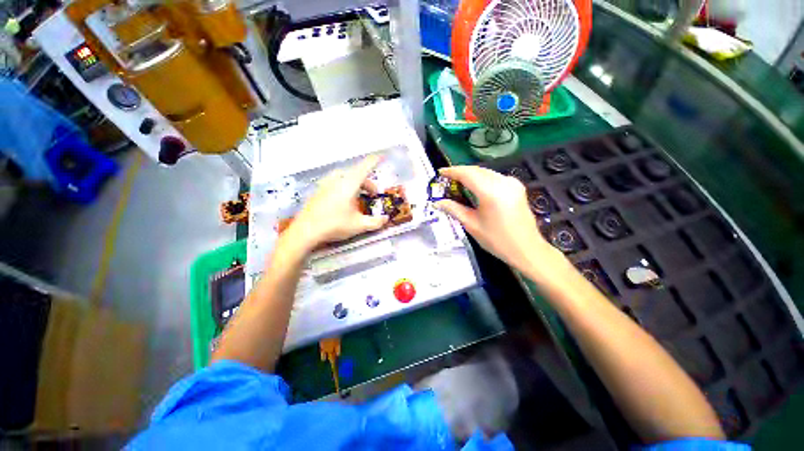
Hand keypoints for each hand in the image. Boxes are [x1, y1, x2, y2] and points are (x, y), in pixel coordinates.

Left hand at [284, 155, 387, 252]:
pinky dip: (344, 186)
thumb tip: (386, 219)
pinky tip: (344, 200)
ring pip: (344, 177)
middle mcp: (336, 180)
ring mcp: (325, 184)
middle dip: (367, 182)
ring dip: (355, 183)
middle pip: (355, 174)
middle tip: (373, 194)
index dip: (374, 161)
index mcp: (349, 184)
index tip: (382, 156)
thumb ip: (376, 222)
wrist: (305, 231)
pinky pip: (335, 182)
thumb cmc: (334, 225)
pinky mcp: (318, 191)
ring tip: (359, 195)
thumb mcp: (359, 225)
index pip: (365, 167)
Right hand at [435, 166, 555, 269]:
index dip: (452, 171)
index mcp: (491, 191)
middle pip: (477, 170)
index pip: (467, 174)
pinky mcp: (517, 187)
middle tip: (447, 179)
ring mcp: (512, 183)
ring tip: (457, 183)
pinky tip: (474, 186)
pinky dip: (482, 179)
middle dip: (461, 172)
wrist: (527, 249)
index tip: (440, 172)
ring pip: (486, 172)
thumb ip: (454, 209)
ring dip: (471, 175)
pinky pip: (495, 177)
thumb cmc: (497, 240)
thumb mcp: (471, 224)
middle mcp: (503, 182)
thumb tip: (437, 202)